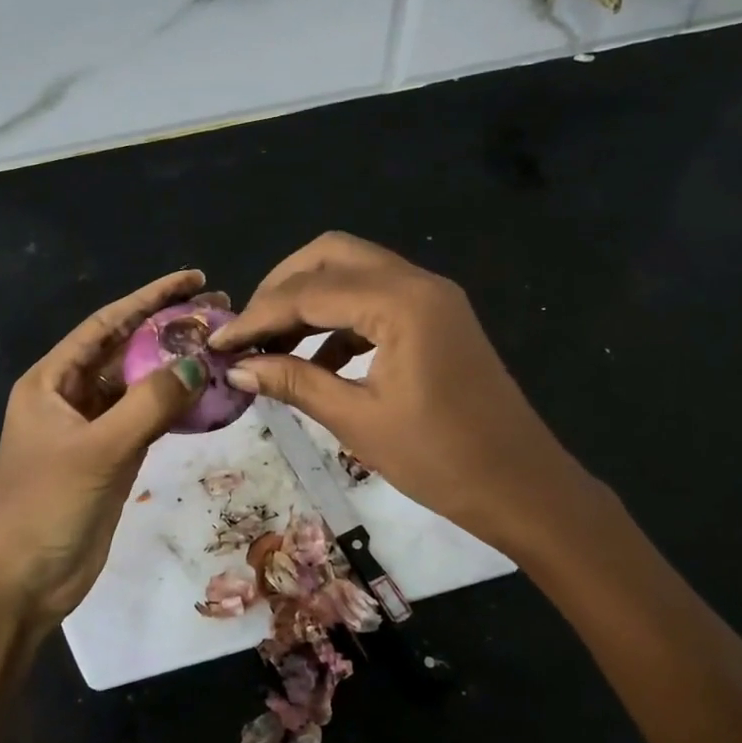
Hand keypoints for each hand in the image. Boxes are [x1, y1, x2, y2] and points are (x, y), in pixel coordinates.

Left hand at [0, 269, 211, 630]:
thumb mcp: (98, 450)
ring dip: (174, 369)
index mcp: (52, 381)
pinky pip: (146, 421)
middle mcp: (70, 397)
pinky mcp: (108, 459)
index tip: (193, 279)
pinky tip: (206, 398)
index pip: (107, 324)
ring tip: (221, 349)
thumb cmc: (45, 507)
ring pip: (138, 387)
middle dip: (168, 330)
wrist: (18, 584)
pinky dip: (173, 409)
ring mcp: (91, 430)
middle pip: (125, 351)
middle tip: (220, 313)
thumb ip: (148, 404)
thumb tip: (195, 364)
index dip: (150, 298)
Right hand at [211, 234, 584, 557]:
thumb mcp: (358, 420)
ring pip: (356, 272)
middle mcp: (417, 282)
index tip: (218, 342)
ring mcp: (433, 297)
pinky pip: (377, 299)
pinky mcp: (438, 318)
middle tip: (249, 328)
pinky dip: (341, 320)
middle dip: (283, 286)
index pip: (309, 291)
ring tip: (273, 345)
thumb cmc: (440, 459)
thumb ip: (295, 382)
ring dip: (311, 300)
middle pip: (333, 255)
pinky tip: (316, 360)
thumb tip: (238, 367)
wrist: (523, 487)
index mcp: (400, 302)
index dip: (257, 316)